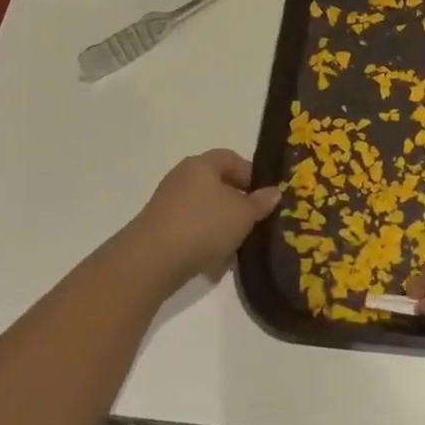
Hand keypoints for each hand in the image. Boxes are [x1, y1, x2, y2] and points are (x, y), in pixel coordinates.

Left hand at [126, 150, 280, 290]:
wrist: (151, 261)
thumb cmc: (203, 226)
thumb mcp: (243, 214)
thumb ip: (260, 202)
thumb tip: (273, 192)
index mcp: (201, 165)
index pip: (231, 158)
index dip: (252, 174)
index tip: (266, 197)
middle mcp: (182, 179)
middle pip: (218, 186)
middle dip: (238, 206)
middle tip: (256, 224)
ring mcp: (168, 205)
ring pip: (206, 212)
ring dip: (223, 229)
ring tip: (237, 250)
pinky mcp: (160, 231)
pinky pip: (191, 232)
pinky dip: (205, 244)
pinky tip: (215, 266)